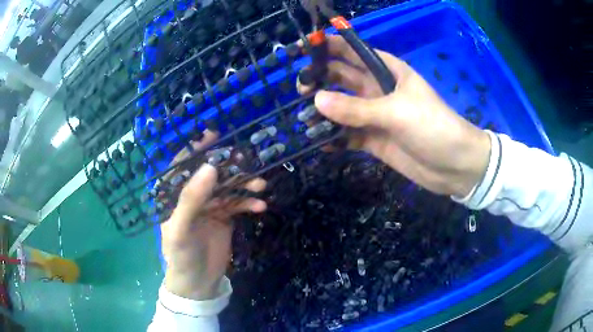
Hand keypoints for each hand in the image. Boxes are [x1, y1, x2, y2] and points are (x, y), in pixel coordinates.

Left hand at [161, 131, 266, 299]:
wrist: (199, 282)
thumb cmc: (182, 255)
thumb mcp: (182, 229)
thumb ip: (191, 200)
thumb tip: (210, 167)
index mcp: (175, 195)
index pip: (183, 165)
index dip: (197, 149)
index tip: (214, 134)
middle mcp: (192, 196)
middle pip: (211, 173)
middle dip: (229, 167)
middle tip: (247, 160)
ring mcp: (210, 206)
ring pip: (228, 187)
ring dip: (244, 185)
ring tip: (261, 186)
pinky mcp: (225, 217)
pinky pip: (238, 204)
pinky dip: (249, 203)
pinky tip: (260, 206)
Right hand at [298, 36, 490, 196]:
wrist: (454, 166)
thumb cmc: (433, 127)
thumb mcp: (397, 112)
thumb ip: (357, 108)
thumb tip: (316, 100)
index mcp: (388, 72)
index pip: (354, 52)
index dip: (331, 47)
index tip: (306, 49)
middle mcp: (378, 90)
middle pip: (343, 78)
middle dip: (321, 79)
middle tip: (299, 88)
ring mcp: (375, 116)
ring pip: (342, 107)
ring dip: (323, 110)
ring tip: (303, 117)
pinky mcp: (373, 140)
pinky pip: (348, 134)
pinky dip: (334, 137)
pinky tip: (320, 142)